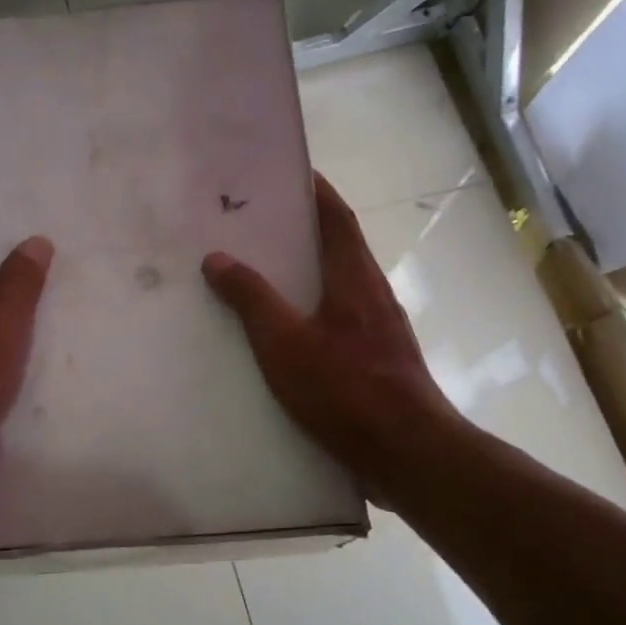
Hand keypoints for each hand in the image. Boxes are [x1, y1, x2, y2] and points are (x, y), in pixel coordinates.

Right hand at [203, 173, 454, 493]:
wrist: (408, 451)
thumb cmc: (346, 390)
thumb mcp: (285, 343)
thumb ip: (251, 299)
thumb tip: (217, 258)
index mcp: (353, 277)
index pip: (335, 216)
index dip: (314, 190)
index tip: (286, 172)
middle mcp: (372, 292)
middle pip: (338, 245)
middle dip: (303, 229)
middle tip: (258, 223)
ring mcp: (381, 327)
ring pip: (340, 283)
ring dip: (308, 269)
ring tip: (264, 271)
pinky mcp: (380, 358)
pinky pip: (342, 316)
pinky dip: (314, 307)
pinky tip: (288, 330)